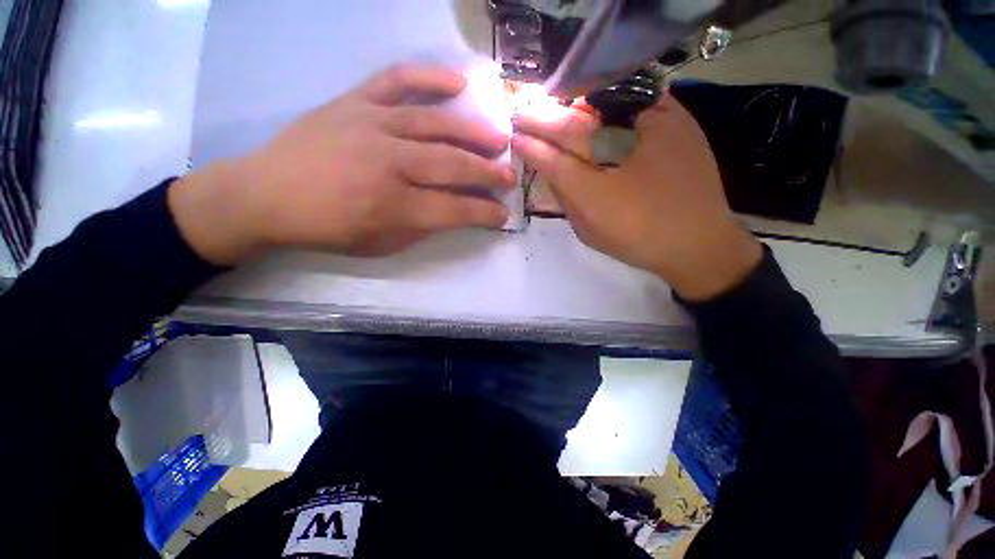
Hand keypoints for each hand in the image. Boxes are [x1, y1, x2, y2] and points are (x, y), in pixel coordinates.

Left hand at [169, 65, 515, 264]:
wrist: (267, 194)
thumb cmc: (327, 229)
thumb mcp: (380, 245)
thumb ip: (421, 229)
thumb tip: (453, 213)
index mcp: (394, 207)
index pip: (455, 210)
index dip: (484, 213)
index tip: (503, 214)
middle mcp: (389, 163)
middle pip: (452, 166)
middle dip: (488, 174)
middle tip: (510, 176)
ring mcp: (372, 125)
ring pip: (436, 125)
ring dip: (474, 133)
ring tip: (500, 138)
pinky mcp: (355, 101)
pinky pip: (398, 80)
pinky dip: (430, 77)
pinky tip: (459, 84)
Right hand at [512, 93, 761, 300]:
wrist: (699, 242)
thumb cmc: (638, 240)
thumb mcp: (589, 229)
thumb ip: (564, 197)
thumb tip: (546, 166)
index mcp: (599, 188)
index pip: (554, 157)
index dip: (532, 143)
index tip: (514, 135)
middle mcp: (624, 151)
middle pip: (574, 124)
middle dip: (544, 118)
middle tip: (523, 114)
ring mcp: (656, 126)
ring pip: (601, 103)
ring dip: (571, 106)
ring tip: (552, 108)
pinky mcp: (678, 117)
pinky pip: (634, 96)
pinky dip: (607, 98)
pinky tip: (592, 105)